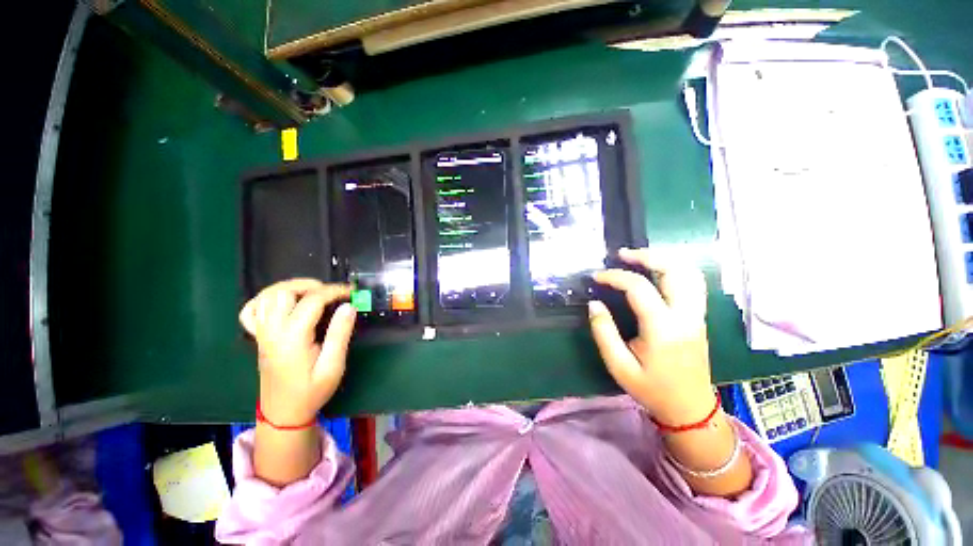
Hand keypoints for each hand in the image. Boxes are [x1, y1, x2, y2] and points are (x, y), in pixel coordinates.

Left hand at [240, 279, 355, 426]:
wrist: (284, 412)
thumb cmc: (311, 391)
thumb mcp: (333, 366)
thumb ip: (340, 334)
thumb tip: (348, 306)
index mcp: (292, 337)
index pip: (312, 301)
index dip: (335, 291)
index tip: (352, 292)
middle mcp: (272, 331)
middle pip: (283, 292)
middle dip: (310, 285)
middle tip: (331, 293)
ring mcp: (262, 333)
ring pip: (267, 296)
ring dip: (291, 288)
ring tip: (313, 294)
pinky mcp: (258, 337)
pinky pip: (251, 310)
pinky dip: (265, 300)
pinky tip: (282, 304)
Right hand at [589, 248, 714, 425]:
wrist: (690, 408)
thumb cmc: (652, 389)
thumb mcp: (618, 365)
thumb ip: (604, 332)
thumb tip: (594, 304)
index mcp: (663, 328)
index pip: (639, 287)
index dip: (614, 276)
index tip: (596, 277)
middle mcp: (685, 316)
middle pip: (674, 270)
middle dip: (647, 255)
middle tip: (622, 254)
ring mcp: (697, 315)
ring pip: (689, 273)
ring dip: (664, 259)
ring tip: (638, 258)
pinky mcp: (699, 317)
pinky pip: (693, 283)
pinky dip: (674, 269)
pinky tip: (657, 272)